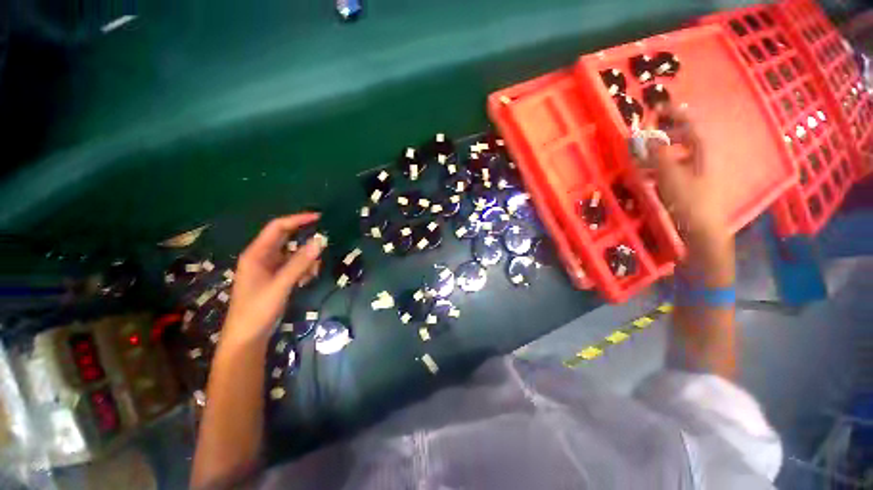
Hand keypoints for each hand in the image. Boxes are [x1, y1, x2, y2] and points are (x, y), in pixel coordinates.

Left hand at [221, 213, 324, 346]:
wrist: (247, 337)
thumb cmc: (257, 310)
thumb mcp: (280, 285)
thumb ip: (300, 263)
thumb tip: (320, 241)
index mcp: (256, 254)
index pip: (278, 228)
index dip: (297, 220)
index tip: (319, 217)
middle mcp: (262, 257)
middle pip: (286, 239)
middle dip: (305, 241)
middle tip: (324, 242)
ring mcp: (270, 268)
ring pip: (294, 254)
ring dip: (306, 259)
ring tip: (312, 273)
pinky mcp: (277, 278)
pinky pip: (295, 266)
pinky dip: (304, 269)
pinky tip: (307, 280)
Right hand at [643, 105, 727, 251]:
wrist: (702, 229)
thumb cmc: (689, 200)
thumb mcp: (670, 175)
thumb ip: (658, 155)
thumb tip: (646, 137)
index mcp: (701, 150)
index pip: (689, 124)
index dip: (674, 114)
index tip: (656, 109)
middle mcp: (700, 157)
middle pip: (681, 138)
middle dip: (661, 136)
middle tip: (643, 139)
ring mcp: (694, 171)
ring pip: (674, 155)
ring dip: (656, 154)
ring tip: (638, 160)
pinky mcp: (687, 184)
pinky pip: (671, 169)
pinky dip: (657, 168)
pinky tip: (645, 175)